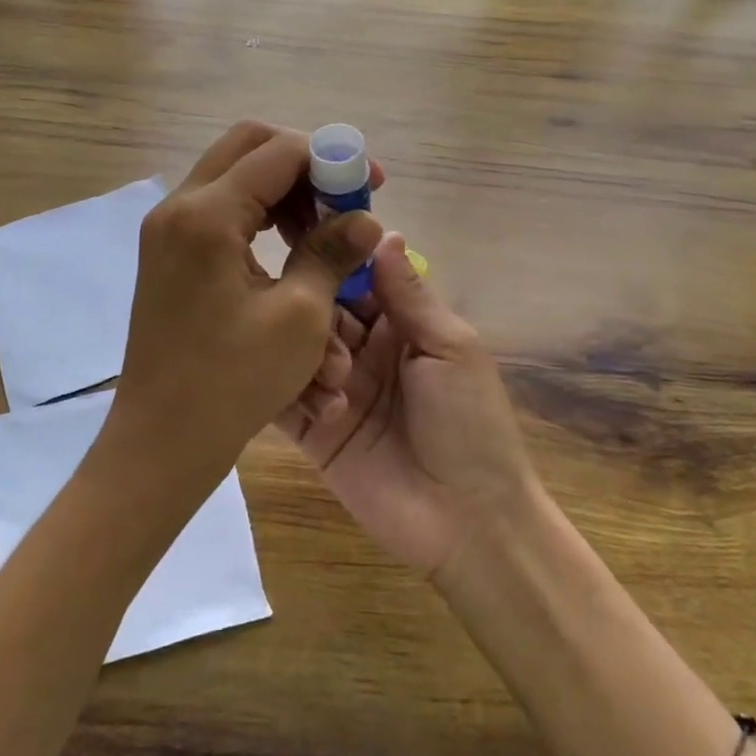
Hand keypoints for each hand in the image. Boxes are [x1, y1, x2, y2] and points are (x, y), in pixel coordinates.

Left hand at [102, 121, 383, 492]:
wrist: (161, 441)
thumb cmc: (233, 382)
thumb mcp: (299, 316)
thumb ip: (333, 252)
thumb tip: (366, 218)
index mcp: (207, 215)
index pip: (278, 152)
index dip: (331, 159)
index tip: (371, 183)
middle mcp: (179, 207)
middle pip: (248, 147)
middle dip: (303, 164)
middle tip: (342, 197)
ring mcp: (167, 229)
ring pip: (233, 176)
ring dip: (282, 191)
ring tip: (321, 231)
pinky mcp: (168, 252)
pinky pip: (219, 209)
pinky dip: (258, 215)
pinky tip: (289, 249)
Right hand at [278, 234, 534, 577]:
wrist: (469, 524)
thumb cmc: (471, 425)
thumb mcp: (450, 348)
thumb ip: (409, 294)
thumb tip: (382, 231)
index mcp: (398, 325)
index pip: (355, 278)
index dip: (333, 258)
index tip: (302, 233)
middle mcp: (361, 350)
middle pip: (321, 310)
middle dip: (316, 310)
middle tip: (315, 320)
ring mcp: (334, 389)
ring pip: (298, 349)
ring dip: (310, 356)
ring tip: (339, 383)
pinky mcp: (312, 430)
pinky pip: (284, 399)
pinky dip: (288, 392)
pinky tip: (321, 406)